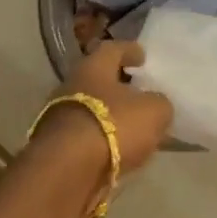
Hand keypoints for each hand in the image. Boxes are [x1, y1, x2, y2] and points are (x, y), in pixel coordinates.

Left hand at [37, 41, 172, 176]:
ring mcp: (59, 116)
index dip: (129, 50)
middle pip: (97, 80)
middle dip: (118, 86)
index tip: (142, 56)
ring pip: (91, 109)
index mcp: (93, 67)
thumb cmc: (113, 125)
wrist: (68, 168)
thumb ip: (159, 104)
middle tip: (140, 94)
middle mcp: (71, 86)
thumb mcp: (153, 112)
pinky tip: (119, 149)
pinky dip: (102, 139)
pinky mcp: (58, 145)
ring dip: (110, 116)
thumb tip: (156, 105)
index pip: (112, 49)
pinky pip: (86, 135)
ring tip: (133, 127)